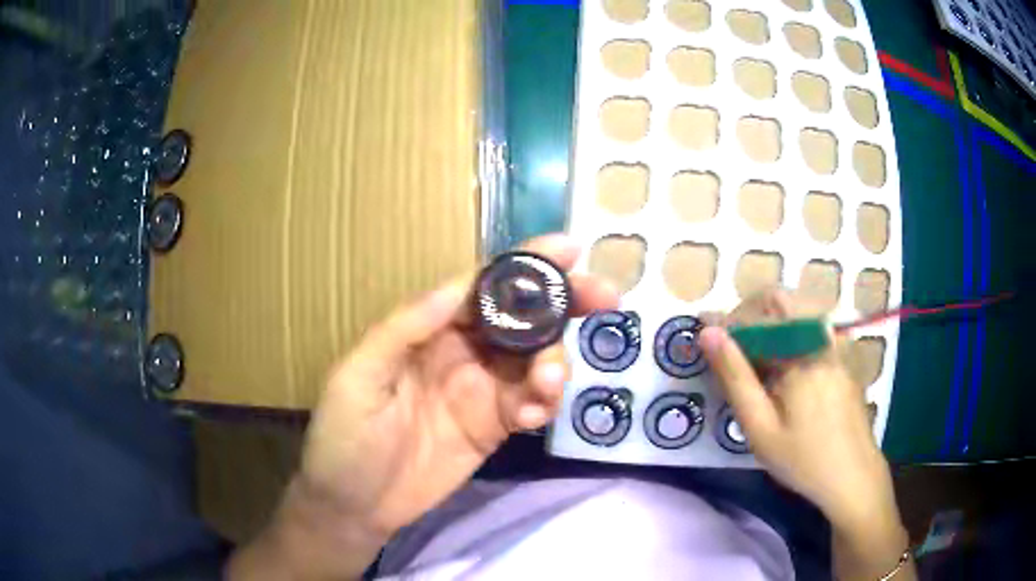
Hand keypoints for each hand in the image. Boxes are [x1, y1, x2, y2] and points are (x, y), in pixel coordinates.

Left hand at [228, 234, 619, 579]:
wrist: (354, 506)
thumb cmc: (343, 438)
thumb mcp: (358, 378)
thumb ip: (404, 329)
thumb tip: (456, 286)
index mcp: (428, 329)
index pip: (482, 287)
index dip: (525, 266)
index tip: (570, 251)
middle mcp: (462, 351)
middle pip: (522, 317)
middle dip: (565, 302)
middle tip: (605, 298)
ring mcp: (482, 391)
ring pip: (535, 360)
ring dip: (555, 363)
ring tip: (548, 383)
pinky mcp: (494, 427)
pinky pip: (530, 405)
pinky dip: (542, 404)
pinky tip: (531, 417)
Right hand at [699, 290, 912, 580]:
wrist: (854, 477)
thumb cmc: (802, 460)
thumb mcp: (760, 428)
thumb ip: (735, 377)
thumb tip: (709, 332)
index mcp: (800, 353)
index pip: (758, 314)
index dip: (727, 319)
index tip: (704, 333)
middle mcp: (821, 339)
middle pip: (781, 300)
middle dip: (751, 315)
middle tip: (732, 348)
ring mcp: (837, 346)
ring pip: (798, 313)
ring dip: (771, 324)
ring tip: (755, 362)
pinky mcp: (844, 359)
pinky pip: (812, 330)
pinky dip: (790, 337)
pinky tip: (784, 373)